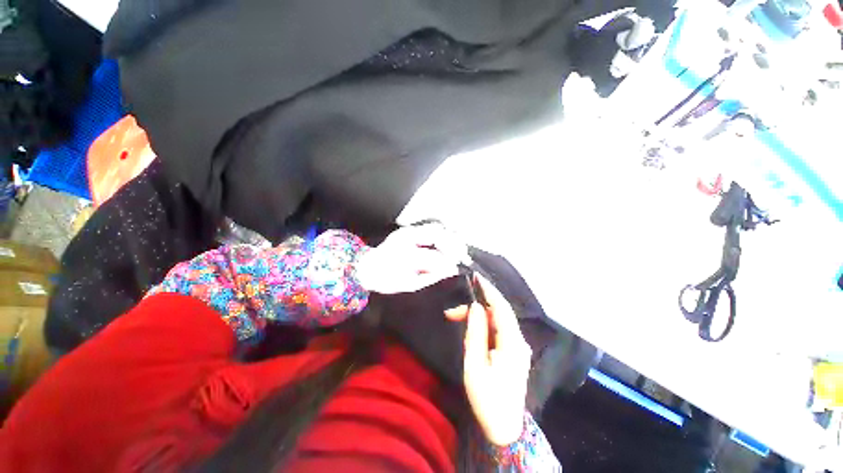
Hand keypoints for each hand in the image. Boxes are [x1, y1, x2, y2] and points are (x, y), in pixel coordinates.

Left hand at [355, 223, 467, 293]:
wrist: (367, 268)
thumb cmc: (387, 280)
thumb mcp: (409, 284)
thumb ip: (431, 277)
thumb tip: (451, 270)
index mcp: (404, 255)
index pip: (432, 256)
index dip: (447, 262)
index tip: (457, 267)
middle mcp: (406, 237)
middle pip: (436, 234)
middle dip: (453, 245)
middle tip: (463, 255)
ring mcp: (407, 231)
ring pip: (434, 228)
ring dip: (449, 237)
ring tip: (459, 248)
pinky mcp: (408, 229)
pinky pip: (429, 227)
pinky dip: (442, 233)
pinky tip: (449, 240)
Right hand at [445, 276, 531, 445]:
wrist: (504, 429)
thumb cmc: (487, 399)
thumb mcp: (475, 364)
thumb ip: (476, 332)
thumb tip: (476, 307)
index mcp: (513, 343)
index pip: (502, 307)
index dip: (489, 290)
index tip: (475, 277)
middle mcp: (519, 341)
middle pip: (497, 313)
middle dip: (475, 307)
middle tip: (451, 312)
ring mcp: (518, 347)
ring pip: (496, 321)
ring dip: (477, 316)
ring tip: (454, 319)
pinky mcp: (513, 352)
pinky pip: (497, 330)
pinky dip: (483, 325)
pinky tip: (470, 328)